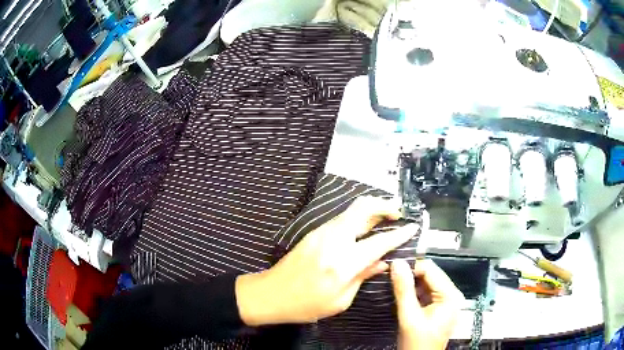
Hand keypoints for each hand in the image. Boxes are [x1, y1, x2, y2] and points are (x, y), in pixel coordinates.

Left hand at [236, 196, 418, 325]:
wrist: (271, 293)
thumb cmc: (306, 305)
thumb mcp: (341, 300)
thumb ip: (363, 276)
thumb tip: (382, 262)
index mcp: (342, 263)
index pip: (379, 242)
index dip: (400, 234)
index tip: (413, 227)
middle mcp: (333, 240)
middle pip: (363, 208)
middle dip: (385, 205)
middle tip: (399, 214)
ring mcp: (321, 232)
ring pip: (352, 209)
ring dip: (372, 209)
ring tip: (387, 217)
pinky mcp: (314, 232)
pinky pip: (342, 218)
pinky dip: (359, 217)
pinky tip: (366, 227)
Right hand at [391, 259, 464, 349]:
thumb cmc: (418, 344)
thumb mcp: (409, 317)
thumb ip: (404, 290)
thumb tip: (397, 264)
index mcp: (450, 295)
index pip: (430, 269)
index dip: (411, 267)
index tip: (392, 268)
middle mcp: (451, 295)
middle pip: (429, 275)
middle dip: (410, 275)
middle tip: (390, 274)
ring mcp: (445, 302)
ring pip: (426, 283)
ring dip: (410, 283)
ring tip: (393, 282)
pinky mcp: (438, 308)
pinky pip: (425, 293)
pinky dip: (413, 292)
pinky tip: (401, 293)